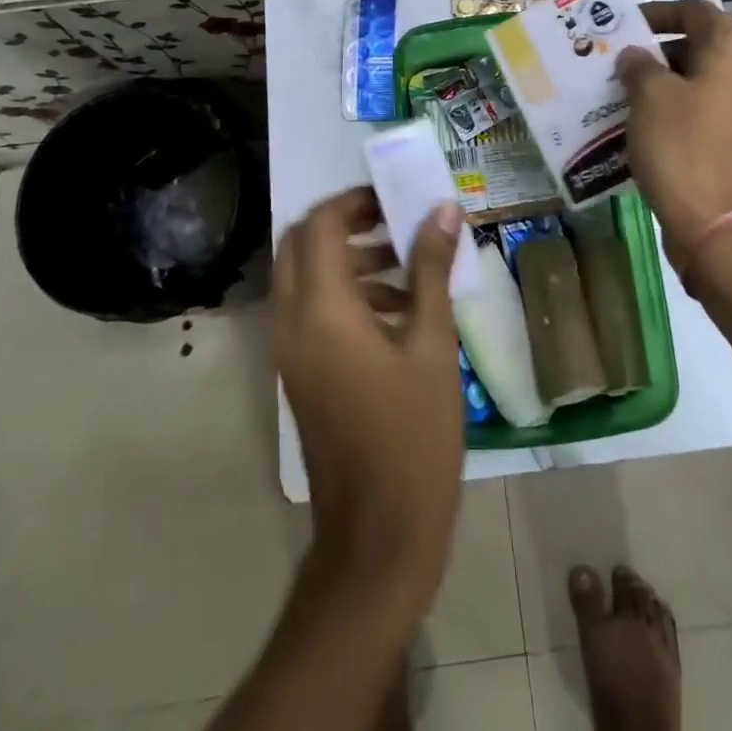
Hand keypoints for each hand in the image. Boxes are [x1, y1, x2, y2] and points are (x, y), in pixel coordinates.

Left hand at [274, 187, 465, 610]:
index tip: (396, 198)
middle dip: (345, 223)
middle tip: (395, 220)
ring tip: (406, 261)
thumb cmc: (414, 434)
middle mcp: (292, 320)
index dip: (354, 201)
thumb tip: (443, 209)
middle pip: (301, 243)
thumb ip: (431, 270)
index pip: (320, 224)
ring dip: (346, 257)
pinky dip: (342, 291)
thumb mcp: (432, 344)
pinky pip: (309, 309)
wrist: (378, 532)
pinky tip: (398, 309)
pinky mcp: (298, 371)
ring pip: (303, 275)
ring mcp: (289, 349)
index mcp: (322, 309)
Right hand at [616, 0, 731, 264]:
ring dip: (664, 83)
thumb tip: (636, 55)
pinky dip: (676, 111)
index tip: (626, 25)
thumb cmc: (683, 147)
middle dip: (658, 50)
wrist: (720, 225)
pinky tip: (643, 127)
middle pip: (701, 46)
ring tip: (623, 93)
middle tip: (619, 61)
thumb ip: (639, 65)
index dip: (660, 12)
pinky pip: (705, 113)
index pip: (696, 11)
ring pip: (701, 82)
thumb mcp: (649, 97)